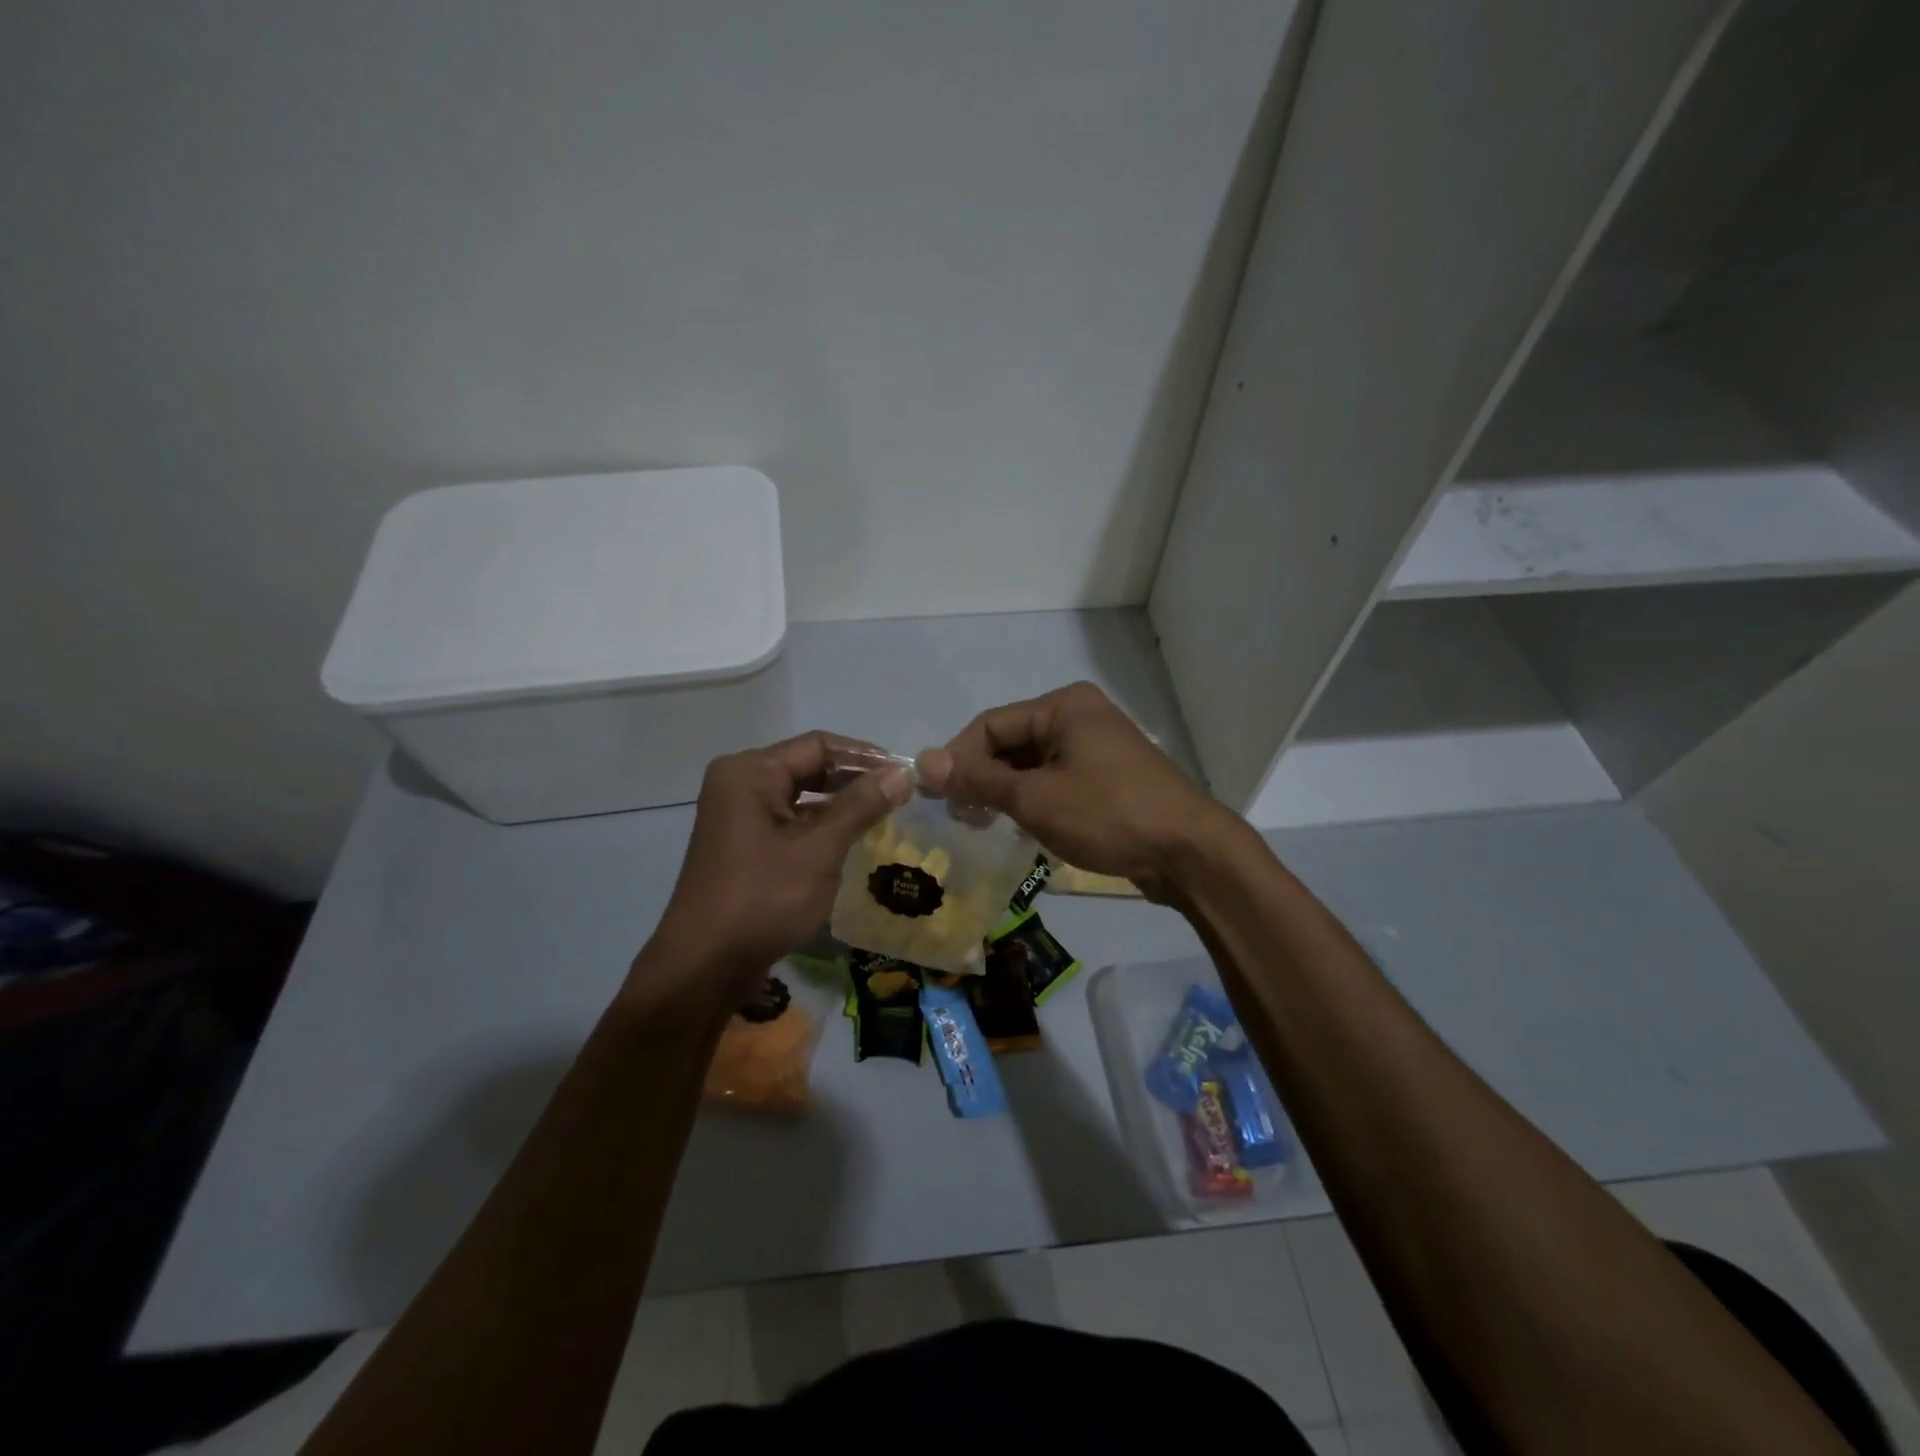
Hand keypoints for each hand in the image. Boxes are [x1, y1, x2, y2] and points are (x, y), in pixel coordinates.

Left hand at [636, 732, 910, 1012]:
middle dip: (854, 779)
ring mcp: (738, 814)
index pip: (818, 745)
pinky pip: (790, 820)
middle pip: (808, 766)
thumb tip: (903, 772)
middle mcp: (739, 782)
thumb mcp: (819, 850)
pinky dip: (821, 825)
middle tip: (901, 793)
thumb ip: (861, 806)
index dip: (865, 756)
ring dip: (840, 803)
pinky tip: (853, 838)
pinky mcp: (743, 843)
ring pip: (800, 795)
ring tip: (885, 813)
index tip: (906, 773)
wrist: (704, 966)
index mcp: (750, 772)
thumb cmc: (762, 899)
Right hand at [916, 681, 1242, 899]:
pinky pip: (1057, 780)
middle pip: (1012, 742)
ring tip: (983, 824)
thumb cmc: (1107, 814)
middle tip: (959, 816)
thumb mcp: (1035, 798)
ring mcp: (1098, 748)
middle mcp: (1080, 717)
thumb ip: (978, 779)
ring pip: (1034, 764)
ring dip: (1005, 791)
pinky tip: (1020, 827)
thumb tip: (923, 761)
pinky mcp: (1109, 778)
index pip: (991, 725)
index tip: (936, 797)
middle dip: (982, 777)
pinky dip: (1034, 799)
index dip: (958, 758)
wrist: (1189, 853)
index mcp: (1064, 706)